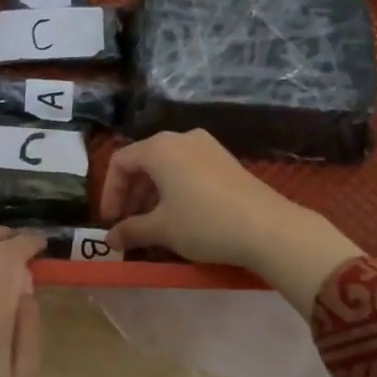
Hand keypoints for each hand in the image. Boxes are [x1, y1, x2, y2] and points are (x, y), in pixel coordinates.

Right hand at [99, 130, 361, 314]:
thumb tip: (109, 239)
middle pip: (144, 161)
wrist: (268, 228)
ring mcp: (207, 146)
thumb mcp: (162, 230)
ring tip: (152, 224)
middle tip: (128, 224)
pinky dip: (175, 189)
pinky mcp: (225, 160)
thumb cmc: (204, 223)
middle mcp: (181, 138)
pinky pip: (188, 169)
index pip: (121, 161)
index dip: (110, 192)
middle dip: (131, 194)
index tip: (110, 221)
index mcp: (160, 148)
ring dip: (152, 193)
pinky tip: (179, 215)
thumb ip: (130, 230)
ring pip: (167, 165)